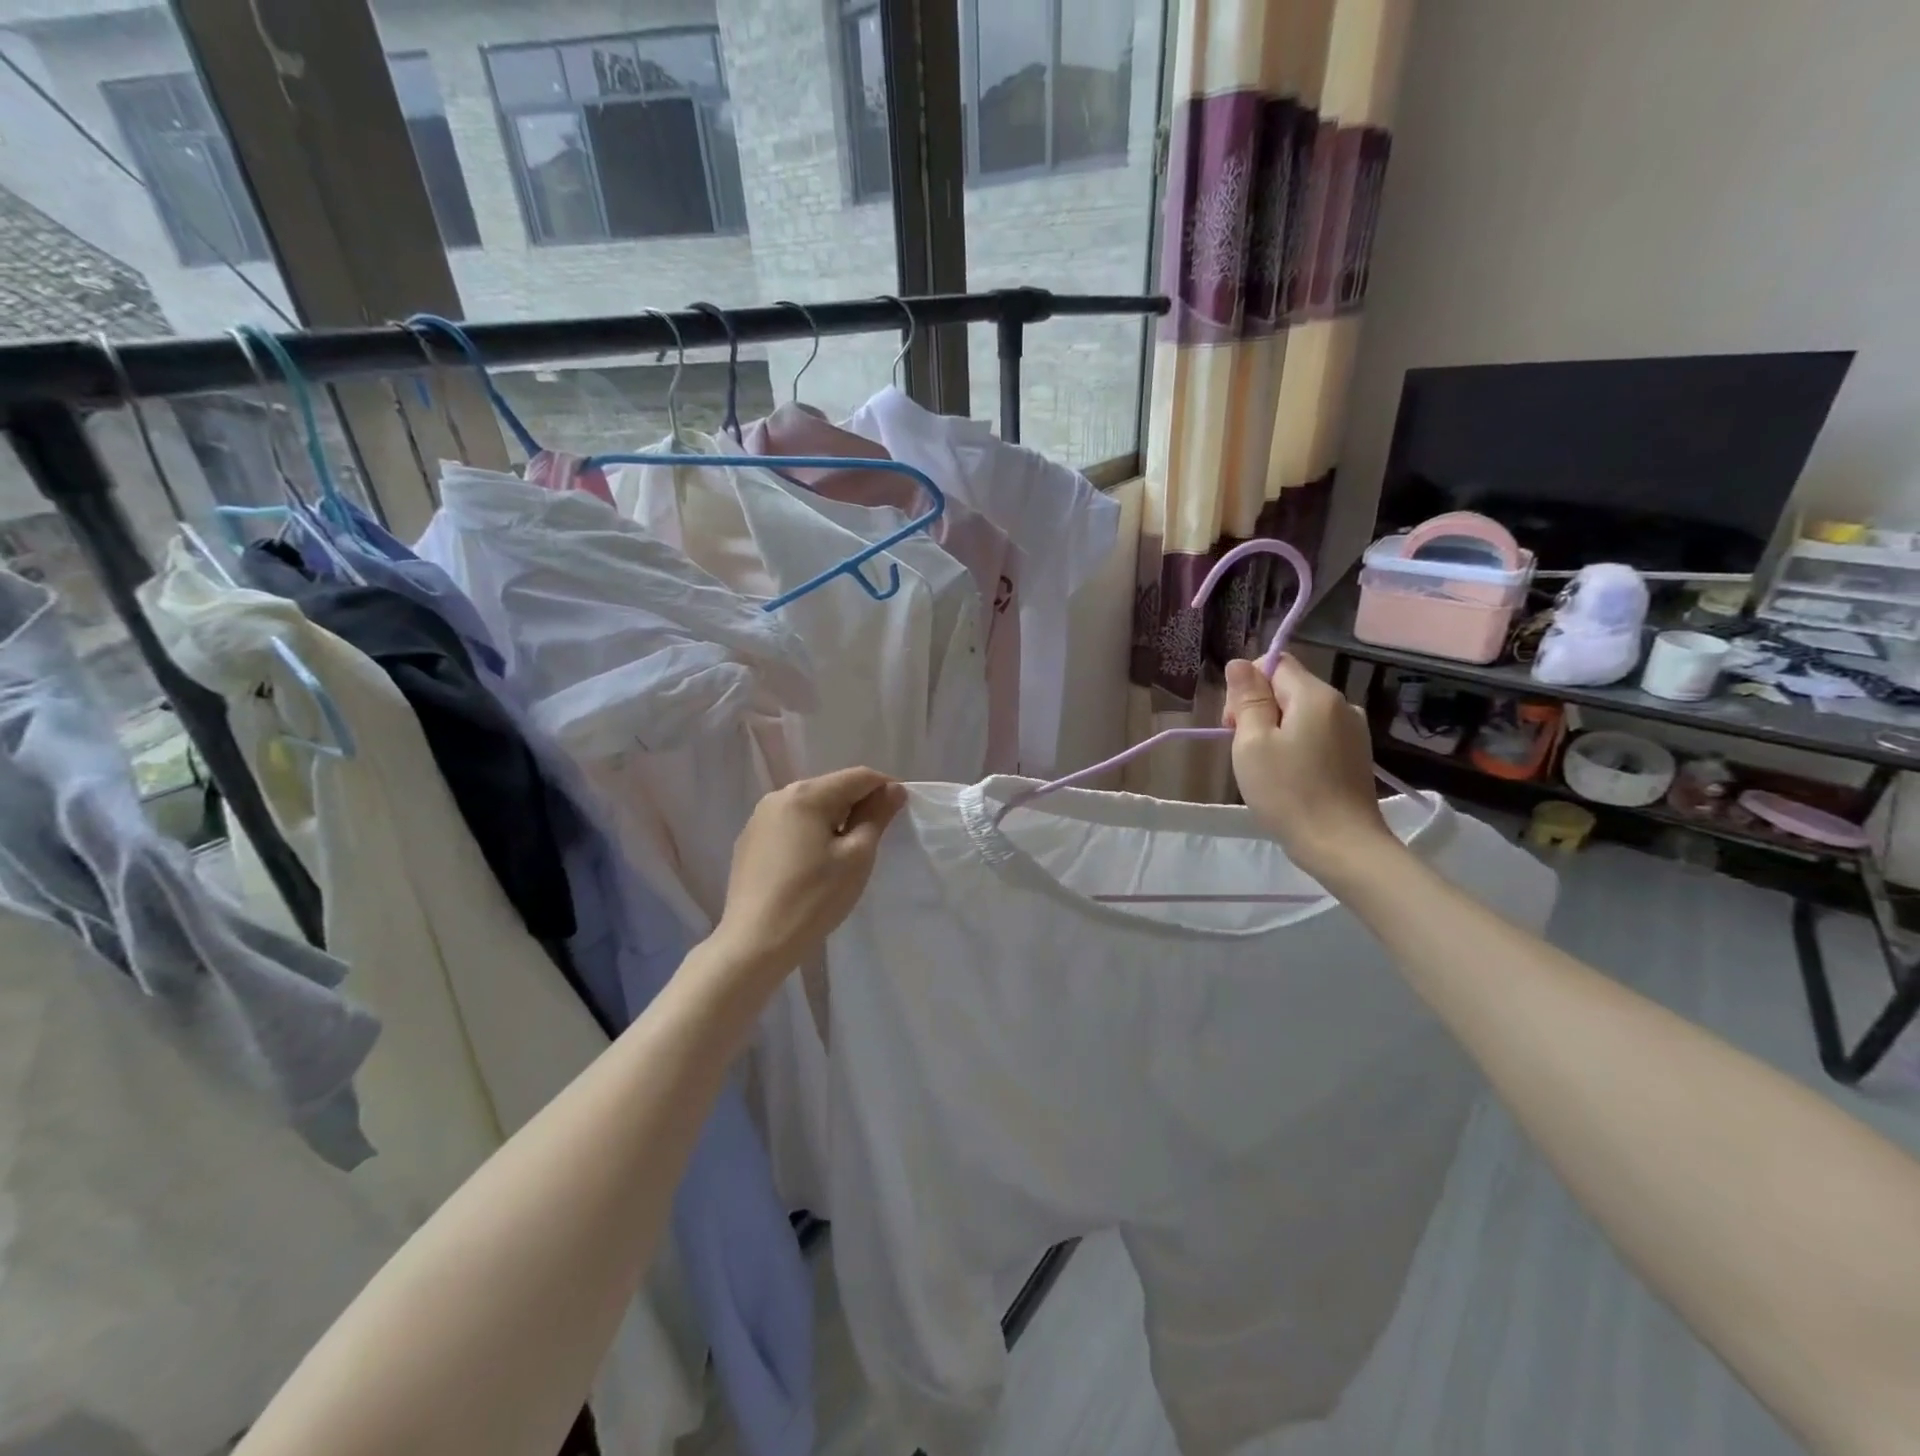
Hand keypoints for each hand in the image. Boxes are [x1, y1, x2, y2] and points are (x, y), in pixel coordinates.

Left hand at [710, 767, 906, 995]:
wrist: (755, 942)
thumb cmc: (814, 898)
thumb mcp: (856, 856)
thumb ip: (876, 816)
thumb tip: (893, 789)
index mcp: (807, 794)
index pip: (858, 777)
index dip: (885, 788)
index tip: (901, 812)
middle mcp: (779, 796)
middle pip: (832, 788)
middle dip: (858, 804)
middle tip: (876, 837)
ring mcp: (759, 818)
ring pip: (810, 806)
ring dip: (834, 819)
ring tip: (846, 853)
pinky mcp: (749, 841)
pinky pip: (790, 825)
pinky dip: (809, 833)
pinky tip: (813, 864)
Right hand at [1224, 656, 1396, 882]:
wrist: (1341, 845)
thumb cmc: (1289, 792)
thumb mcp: (1253, 743)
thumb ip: (1247, 699)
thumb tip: (1239, 663)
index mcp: (1316, 695)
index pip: (1274, 662)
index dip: (1246, 686)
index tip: (1233, 724)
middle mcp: (1341, 704)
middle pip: (1287, 687)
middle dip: (1258, 709)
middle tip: (1244, 750)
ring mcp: (1353, 731)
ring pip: (1300, 713)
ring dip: (1275, 730)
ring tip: (1266, 768)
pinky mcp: (1355, 755)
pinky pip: (1316, 734)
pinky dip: (1295, 746)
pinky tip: (1289, 776)